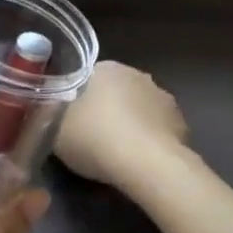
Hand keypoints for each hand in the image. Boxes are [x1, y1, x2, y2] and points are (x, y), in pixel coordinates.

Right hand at [54, 61, 190, 189]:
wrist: (146, 164)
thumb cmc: (94, 137)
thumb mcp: (54, 127)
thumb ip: (51, 113)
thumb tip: (52, 109)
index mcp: (106, 68)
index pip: (87, 77)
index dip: (76, 99)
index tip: (70, 120)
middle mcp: (137, 74)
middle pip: (114, 91)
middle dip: (105, 109)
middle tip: (90, 138)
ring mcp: (163, 97)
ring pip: (138, 109)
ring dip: (129, 124)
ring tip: (116, 154)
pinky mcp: (181, 123)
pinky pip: (156, 129)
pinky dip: (148, 140)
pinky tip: (139, 161)